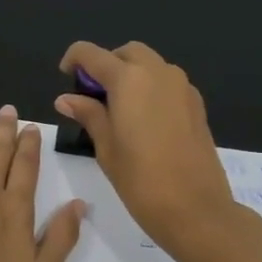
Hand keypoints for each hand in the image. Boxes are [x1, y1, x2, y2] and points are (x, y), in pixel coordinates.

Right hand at [54, 41, 238, 261]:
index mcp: (129, 80)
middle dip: (107, 64)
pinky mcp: (196, 104)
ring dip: (130, 74)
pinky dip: (150, 88)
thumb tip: (66, 98)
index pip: (92, 54)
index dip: (74, 59)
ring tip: (117, 109)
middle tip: (92, 95)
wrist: (195, 208)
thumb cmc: (141, 180)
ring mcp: (182, 87)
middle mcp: (158, 73)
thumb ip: (88, 114)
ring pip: (150, 64)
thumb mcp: (106, 147)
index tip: (65, 75)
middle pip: (127, 52)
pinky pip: (167, 82)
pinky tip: (143, 120)